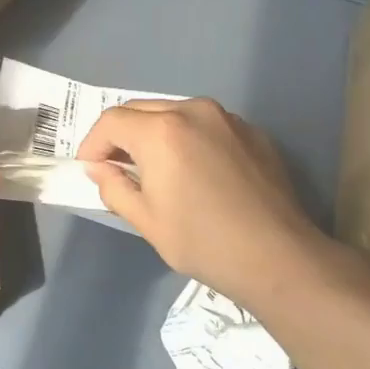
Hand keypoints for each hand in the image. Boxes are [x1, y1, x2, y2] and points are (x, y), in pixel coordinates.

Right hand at [77, 98, 325, 309]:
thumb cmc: (203, 242)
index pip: (111, 121)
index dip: (93, 144)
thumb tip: (99, 169)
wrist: (279, 258)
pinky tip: (193, 171)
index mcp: (161, 130)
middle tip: (116, 167)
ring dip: (154, 133)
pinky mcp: (251, 132)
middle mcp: (193, 111)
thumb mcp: (146, 221)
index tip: (90, 169)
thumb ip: (113, 186)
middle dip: (121, 135)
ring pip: (173, 113)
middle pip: (141, 110)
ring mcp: (227, 118)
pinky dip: (187, 138)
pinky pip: (205, 125)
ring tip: (154, 167)